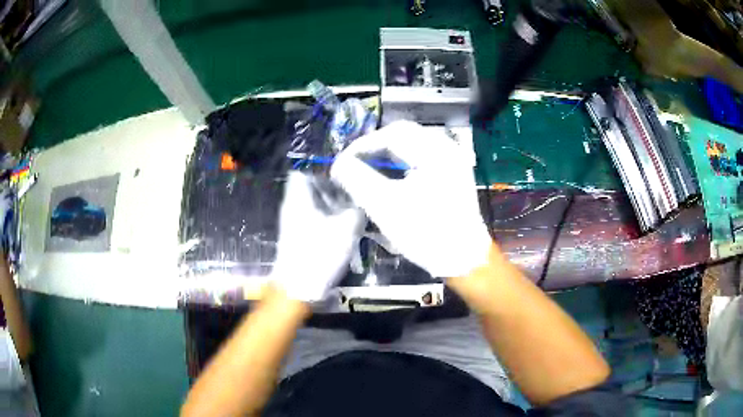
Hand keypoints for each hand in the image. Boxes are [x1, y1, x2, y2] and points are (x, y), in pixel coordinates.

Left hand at [270, 172, 363, 301]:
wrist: (298, 288)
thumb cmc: (319, 253)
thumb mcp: (346, 229)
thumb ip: (356, 211)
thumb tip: (362, 204)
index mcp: (299, 198)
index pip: (303, 169)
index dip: (322, 166)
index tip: (343, 168)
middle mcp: (293, 205)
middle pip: (311, 186)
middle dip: (333, 185)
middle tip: (355, 187)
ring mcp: (294, 222)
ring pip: (314, 203)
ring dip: (333, 202)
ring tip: (354, 205)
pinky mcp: (299, 236)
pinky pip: (315, 217)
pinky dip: (329, 217)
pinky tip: (346, 224)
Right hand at [330, 121, 491, 277]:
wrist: (463, 259)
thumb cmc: (425, 233)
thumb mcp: (384, 206)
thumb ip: (356, 179)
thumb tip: (340, 163)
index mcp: (434, 151)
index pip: (390, 134)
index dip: (362, 145)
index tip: (343, 162)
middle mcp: (447, 148)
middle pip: (403, 134)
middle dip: (375, 147)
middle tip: (355, 163)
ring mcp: (454, 160)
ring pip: (413, 144)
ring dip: (389, 153)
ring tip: (370, 169)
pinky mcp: (455, 173)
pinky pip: (424, 156)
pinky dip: (404, 161)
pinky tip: (394, 177)